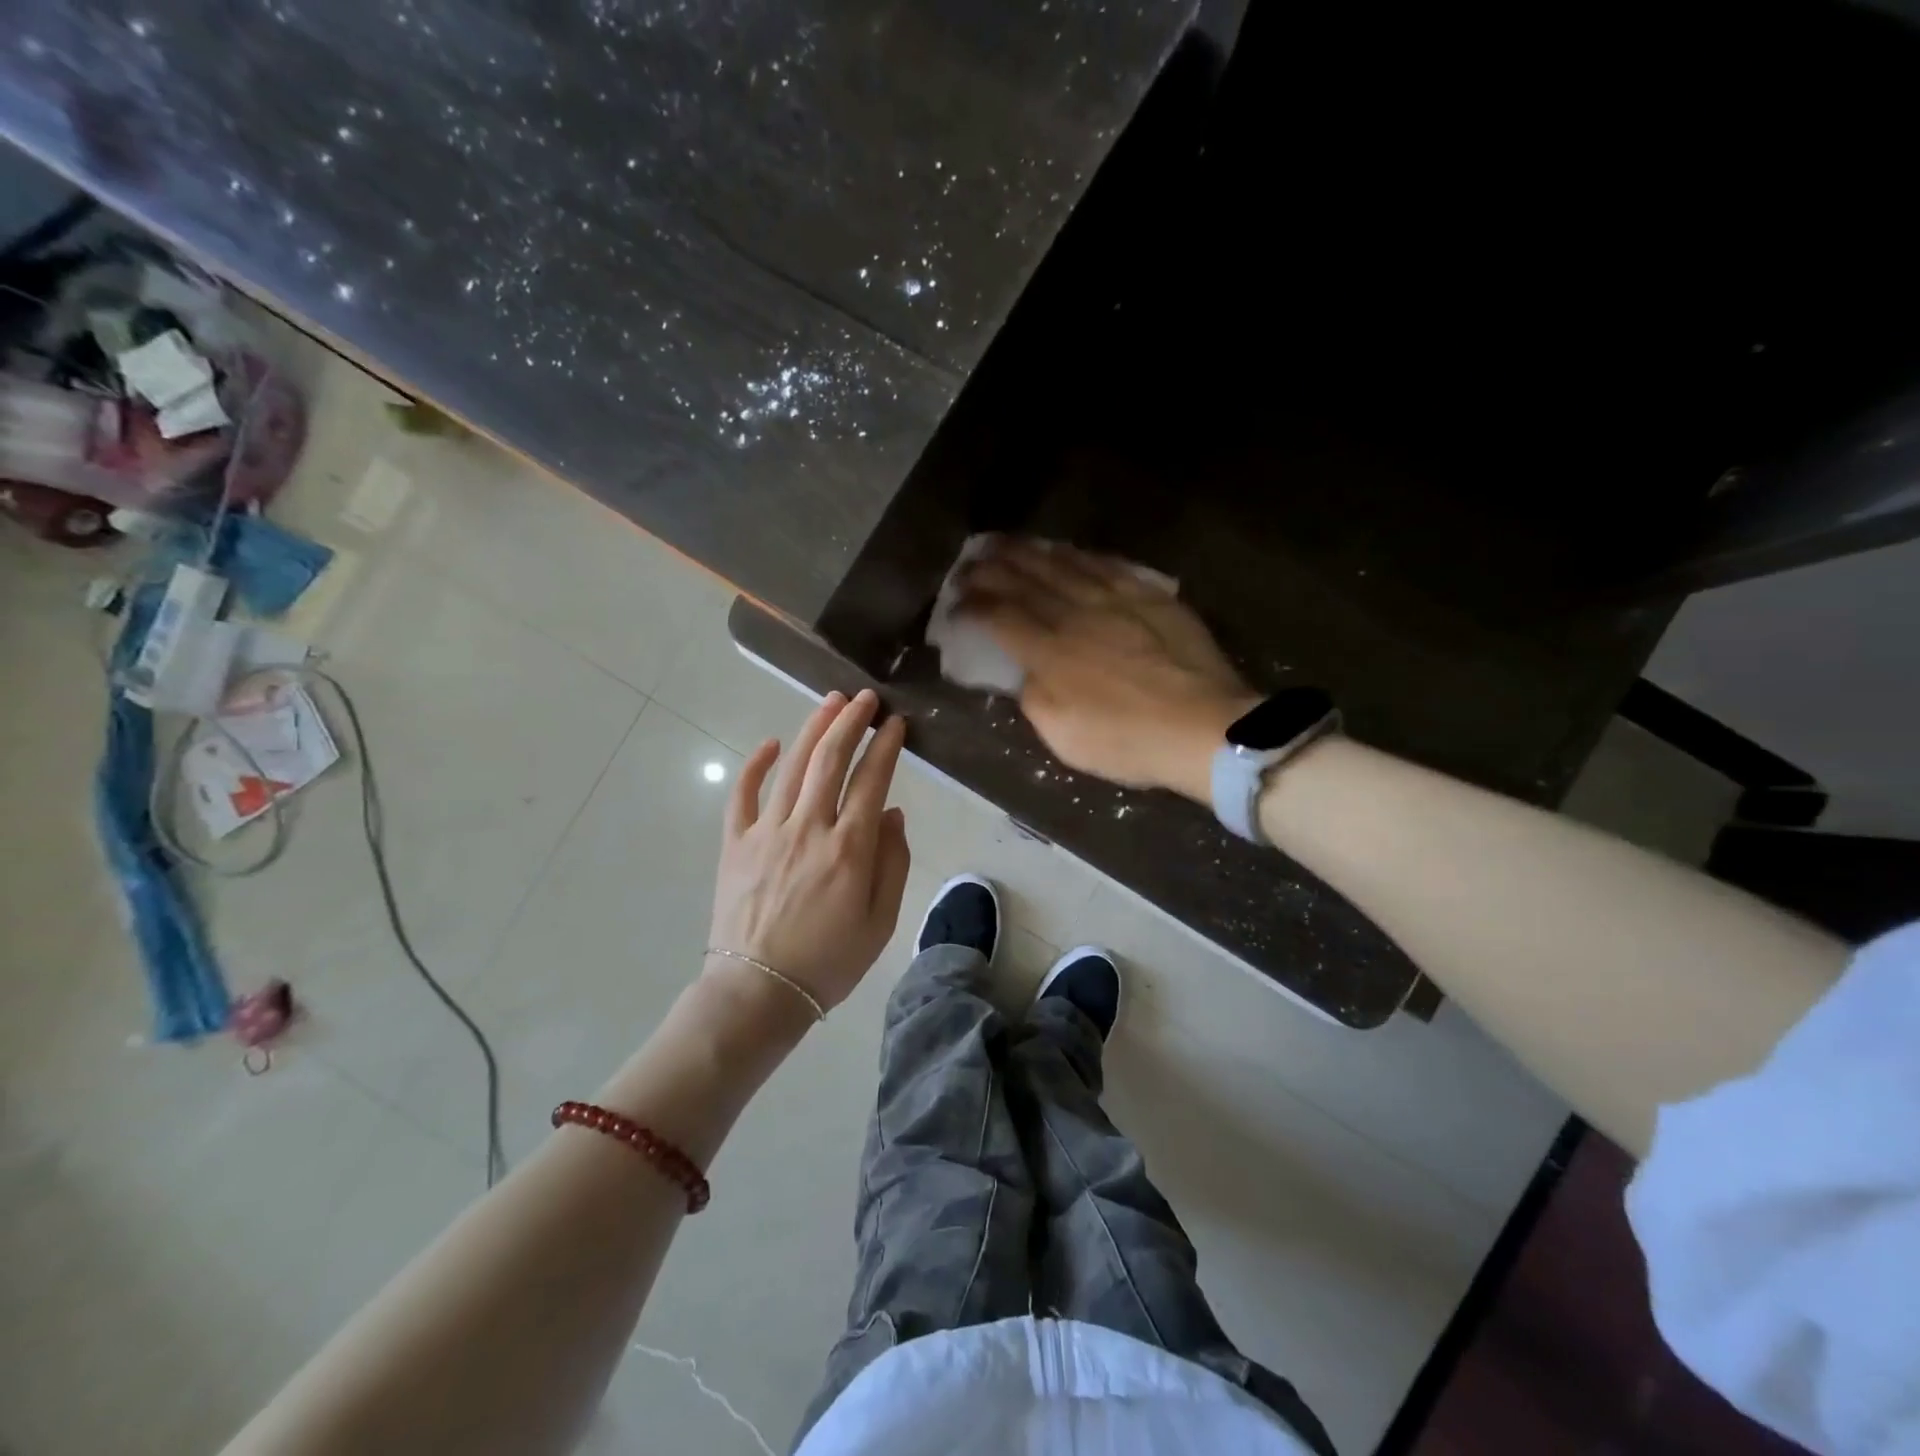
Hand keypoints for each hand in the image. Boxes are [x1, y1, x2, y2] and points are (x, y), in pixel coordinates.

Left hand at [706, 690, 911, 1013]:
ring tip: (829, 702)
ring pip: (793, 766)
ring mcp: (767, 832)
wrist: (759, 992)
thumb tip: (892, 814)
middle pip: (831, 759)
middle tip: (864, 698)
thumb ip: (893, 864)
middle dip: (850, 721)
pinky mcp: (735, 843)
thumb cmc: (829, 962)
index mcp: (849, 848)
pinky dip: (755, 765)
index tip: (896, 722)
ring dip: (813, 729)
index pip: (872, 780)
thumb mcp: (881, 922)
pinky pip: (742, 794)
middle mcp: (809, 828)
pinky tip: (771, 744)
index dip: (886, 746)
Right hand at [955, 537, 1255, 801]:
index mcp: (1050, 652)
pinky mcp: (1150, 596)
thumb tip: (1025, 672)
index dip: (971, 606)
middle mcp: (1076, 614)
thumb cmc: (1127, 741)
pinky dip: (1079, 555)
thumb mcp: (1062, 735)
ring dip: (1028, 551)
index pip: (999, 616)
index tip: (954, 603)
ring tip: (1005, 543)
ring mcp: (1116, 599)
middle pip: (1025, 580)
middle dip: (990, 568)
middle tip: (968, 560)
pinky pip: (1107, 565)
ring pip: (1063, 564)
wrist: (1203, 727)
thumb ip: (1034, 697)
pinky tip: (1067, 550)